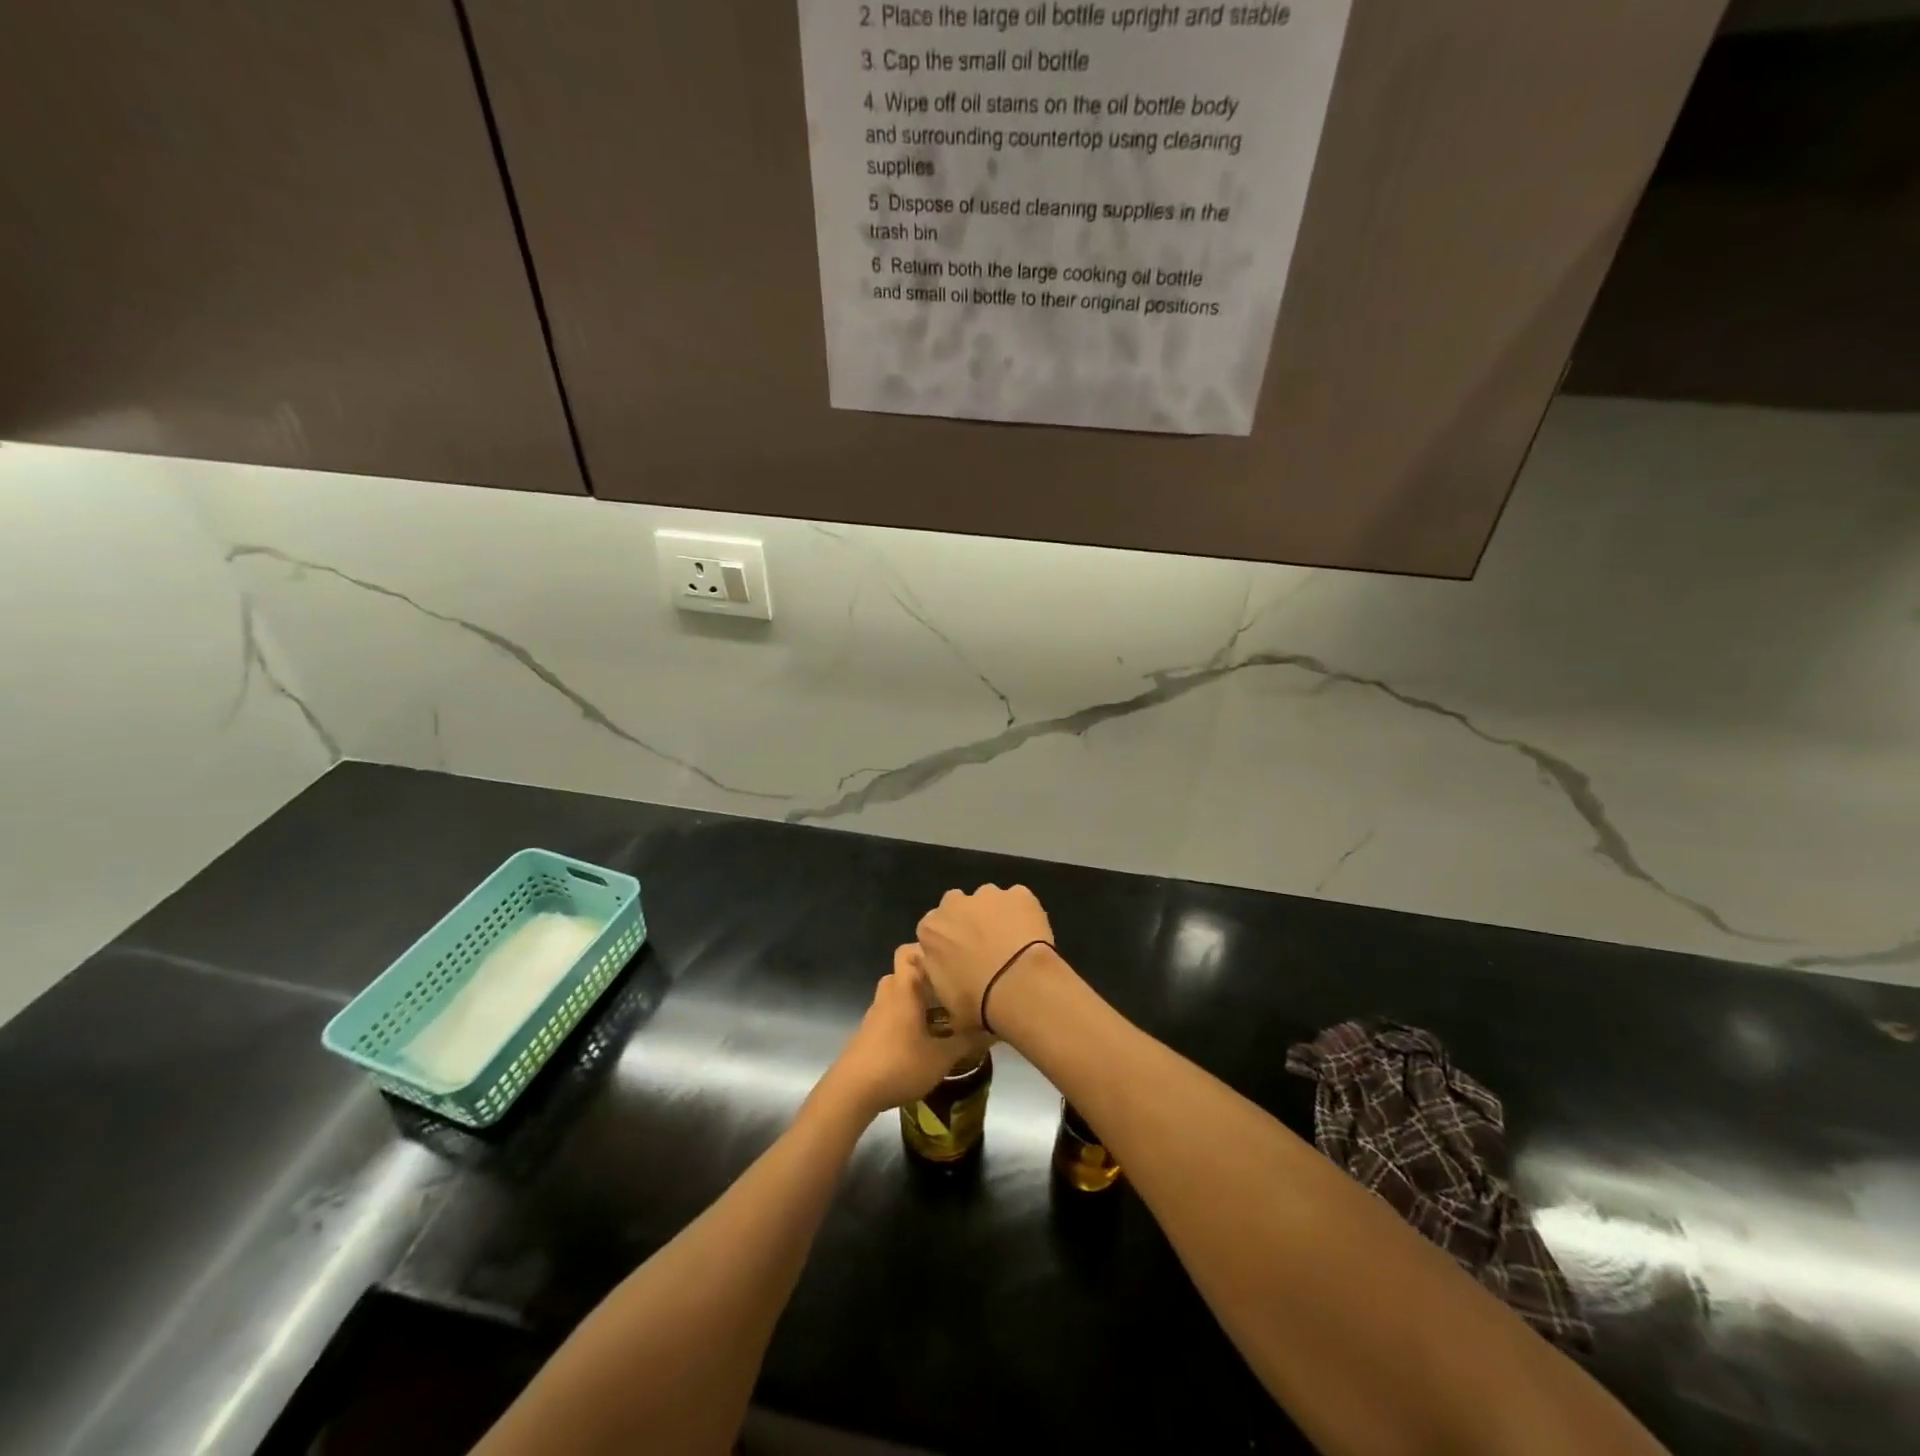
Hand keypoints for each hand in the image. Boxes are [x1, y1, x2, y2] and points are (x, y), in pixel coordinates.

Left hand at [821, 945, 988, 1118]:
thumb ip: (968, 1042)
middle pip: (904, 971)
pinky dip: (905, 1018)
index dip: (926, 949)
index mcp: (904, 989)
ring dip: (915, 999)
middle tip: (950, 989)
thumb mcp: (941, 1057)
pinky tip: (922, 1038)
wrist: (852, 1092)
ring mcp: (875, 1014)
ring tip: (941, 1014)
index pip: (909, 951)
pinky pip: (890, 1014)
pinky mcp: (869, 1033)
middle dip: (925, 977)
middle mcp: (888, 994)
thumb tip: (995, 1029)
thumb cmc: (899, 1065)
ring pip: (897, 994)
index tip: (950, 959)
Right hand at [916, 884, 1054, 1032]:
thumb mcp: (945, 1000)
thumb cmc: (976, 1001)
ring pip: (990, 900)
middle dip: (968, 922)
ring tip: (1012, 944)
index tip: (960, 960)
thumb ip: (939, 978)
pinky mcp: (1019, 894)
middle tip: (986, 948)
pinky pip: (1019, 901)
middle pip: (958, 907)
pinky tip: (1031, 936)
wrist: (1018, 986)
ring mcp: (988, 894)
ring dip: (996, 915)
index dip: (948, 944)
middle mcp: (954, 903)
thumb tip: (946, 975)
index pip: (933, 930)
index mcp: (930, 929)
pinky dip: (1024, 914)